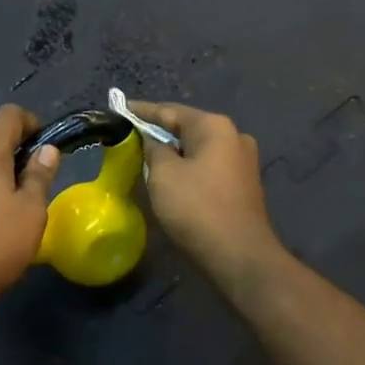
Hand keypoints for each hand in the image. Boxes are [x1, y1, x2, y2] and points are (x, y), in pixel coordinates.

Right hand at [130, 101, 281, 285]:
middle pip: (188, 128)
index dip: (143, 111)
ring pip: (199, 148)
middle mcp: (234, 136)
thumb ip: (153, 149)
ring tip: (148, 157)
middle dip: (160, 132)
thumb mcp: (163, 175)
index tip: (121, 109)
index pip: (170, 111)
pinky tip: (173, 177)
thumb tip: (154, 141)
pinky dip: (189, 167)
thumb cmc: (197, 208)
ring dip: (175, 152)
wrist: (239, 254)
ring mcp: (243, 160)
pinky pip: (209, 166)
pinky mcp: (244, 183)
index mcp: (214, 127)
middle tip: (131, 136)